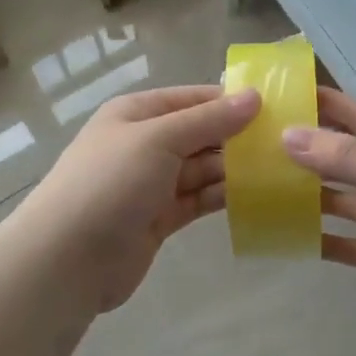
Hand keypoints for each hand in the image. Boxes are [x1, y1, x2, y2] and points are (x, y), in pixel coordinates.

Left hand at [15, 84, 258, 314]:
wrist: (67, 258)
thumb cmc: (110, 183)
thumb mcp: (159, 139)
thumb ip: (208, 120)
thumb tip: (254, 96)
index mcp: (138, 114)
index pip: (193, 99)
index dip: (231, 102)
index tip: (277, 108)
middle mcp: (146, 143)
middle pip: (201, 134)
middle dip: (238, 138)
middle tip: (288, 144)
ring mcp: (152, 183)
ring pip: (203, 169)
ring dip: (236, 169)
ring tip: (282, 170)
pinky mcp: (160, 218)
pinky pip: (199, 199)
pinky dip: (224, 196)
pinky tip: (258, 196)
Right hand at [283, 88, 355, 343]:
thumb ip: (345, 159)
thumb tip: (289, 133)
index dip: (328, 104)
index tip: (286, 93)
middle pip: (347, 158)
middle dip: (310, 150)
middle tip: (261, 144)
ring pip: (343, 199)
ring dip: (311, 194)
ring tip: (265, 188)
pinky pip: (347, 242)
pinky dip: (322, 239)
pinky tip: (289, 237)